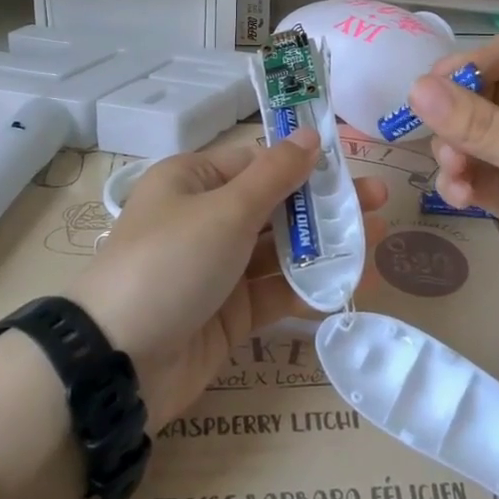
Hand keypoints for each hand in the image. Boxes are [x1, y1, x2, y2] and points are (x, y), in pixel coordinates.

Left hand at [73, 130, 389, 428]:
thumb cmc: (171, 263)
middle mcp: (206, 220)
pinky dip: (310, 287)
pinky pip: (276, 291)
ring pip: (281, 250)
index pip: (258, 162)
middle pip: (276, 205)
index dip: (304, 162)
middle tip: (380, 201)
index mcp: (194, 181)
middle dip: (326, 205)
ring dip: (326, 246)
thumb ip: (276, 176)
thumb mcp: (226, 211)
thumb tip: (309, 135)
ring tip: (378, 241)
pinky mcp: (229, 314)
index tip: (351, 165)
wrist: (117, 363)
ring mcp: (218, 269)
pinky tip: (352, 283)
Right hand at [409, 33, 498, 364]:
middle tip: (440, 140)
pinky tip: (459, 198)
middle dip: (458, 115)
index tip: (433, 87)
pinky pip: (475, 175)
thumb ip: (482, 125)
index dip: (474, 63)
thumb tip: (414, 88)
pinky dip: (460, 182)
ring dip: (454, 151)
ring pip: (474, 137)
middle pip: (486, 93)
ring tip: (455, 176)